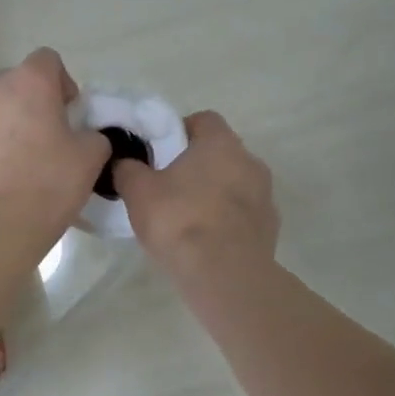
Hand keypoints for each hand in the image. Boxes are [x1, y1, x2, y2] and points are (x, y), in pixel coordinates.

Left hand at [0, 49, 109, 235]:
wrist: (0, 224)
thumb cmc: (51, 182)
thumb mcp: (92, 155)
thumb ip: (92, 134)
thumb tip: (84, 136)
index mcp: (28, 82)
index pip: (47, 59)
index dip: (62, 82)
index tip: (68, 112)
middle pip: (14, 84)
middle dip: (29, 103)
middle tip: (44, 138)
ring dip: (4, 126)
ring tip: (17, 162)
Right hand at [113, 110, 277, 274]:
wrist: (225, 275)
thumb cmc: (179, 221)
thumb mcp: (138, 192)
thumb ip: (128, 169)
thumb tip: (124, 162)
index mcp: (220, 143)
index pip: (203, 120)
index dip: (179, 131)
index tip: (160, 153)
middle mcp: (249, 161)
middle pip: (221, 152)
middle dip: (197, 165)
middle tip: (169, 186)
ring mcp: (265, 195)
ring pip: (235, 183)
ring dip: (215, 193)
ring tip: (187, 218)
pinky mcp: (270, 226)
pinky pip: (244, 213)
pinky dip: (227, 219)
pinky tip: (207, 240)